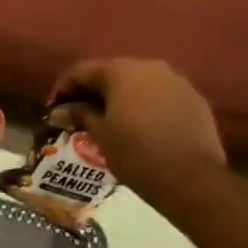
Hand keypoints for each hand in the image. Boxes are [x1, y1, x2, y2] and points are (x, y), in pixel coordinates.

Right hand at [46, 58, 225, 201]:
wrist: (193, 180)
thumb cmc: (137, 154)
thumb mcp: (101, 135)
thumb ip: (80, 115)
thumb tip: (59, 111)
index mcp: (120, 71)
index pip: (82, 71)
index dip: (63, 88)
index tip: (54, 108)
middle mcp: (148, 66)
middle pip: (112, 73)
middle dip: (93, 91)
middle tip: (80, 114)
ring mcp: (175, 80)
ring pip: (139, 83)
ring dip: (122, 97)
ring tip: (111, 121)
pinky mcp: (194, 98)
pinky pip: (162, 95)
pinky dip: (147, 105)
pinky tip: (142, 126)